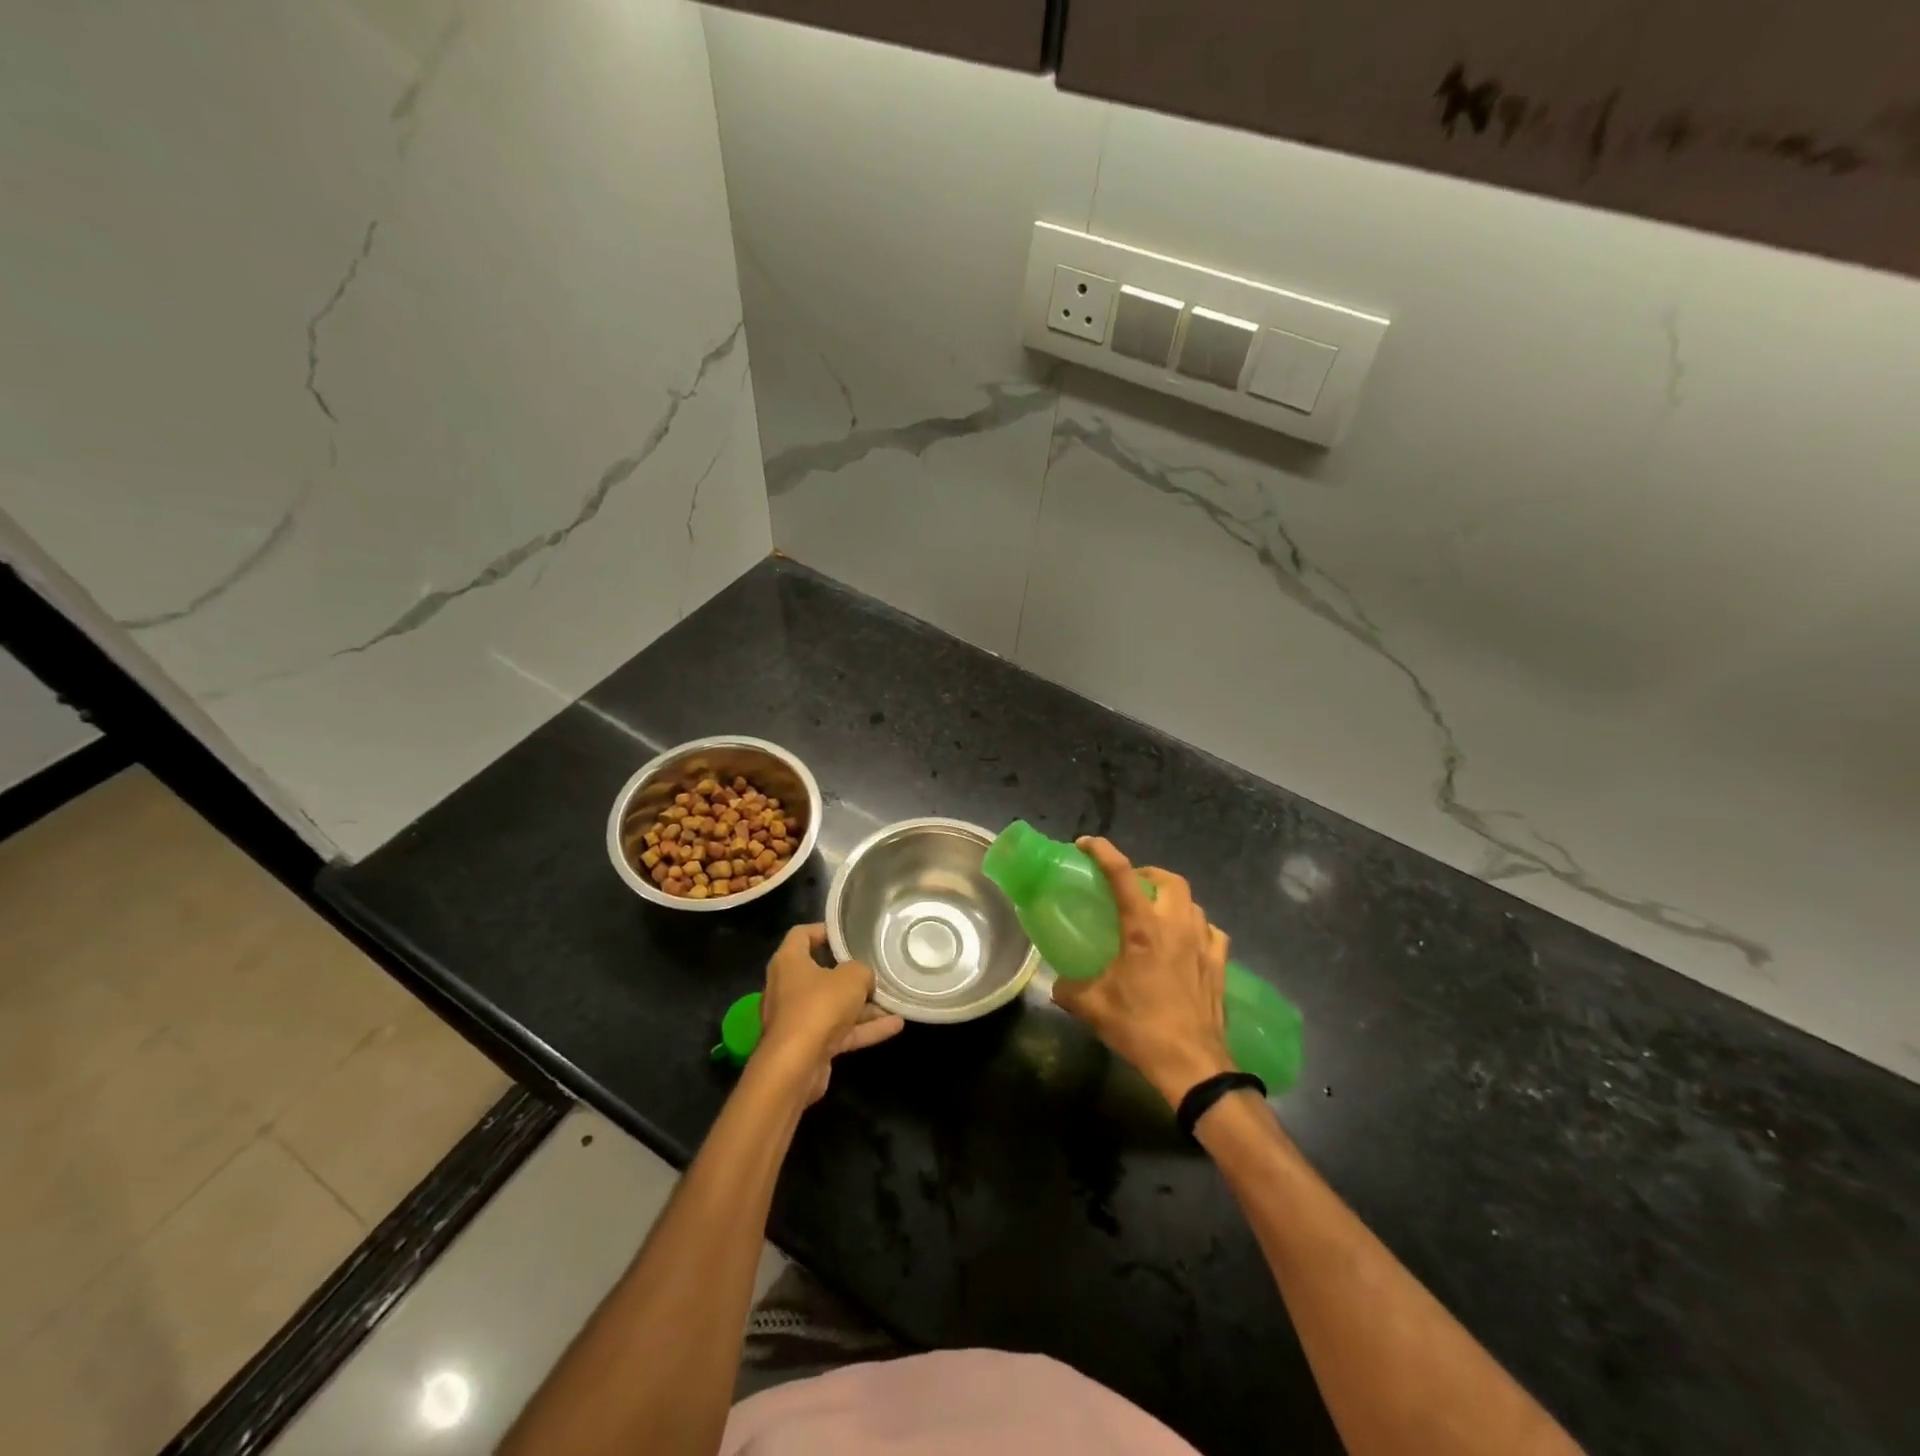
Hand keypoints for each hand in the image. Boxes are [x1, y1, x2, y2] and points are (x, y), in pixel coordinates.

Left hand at [758, 924, 903, 1103]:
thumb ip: (862, 971)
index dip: (824, 930)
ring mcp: (797, 1018)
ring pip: (834, 1005)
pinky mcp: (808, 1045)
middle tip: (874, 968)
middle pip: (820, 972)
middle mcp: (788, 987)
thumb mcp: (852, 978)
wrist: (795, 1067)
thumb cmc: (819, 1006)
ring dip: (863, 1005)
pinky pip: (840, 1031)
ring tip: (893, 1000)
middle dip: (849, 973)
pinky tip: (895, 1025)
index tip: (848, 934)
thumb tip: (864, 979)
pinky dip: (864, 1028)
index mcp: (789, 962)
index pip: (801, 934)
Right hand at [1051, 837, 1234, 1106]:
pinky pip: (1211, 931)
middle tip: (1129, 885)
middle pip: (1168, 879)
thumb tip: (1057, 982)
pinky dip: (1197, 926)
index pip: (1122, 875)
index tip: (1086, 843)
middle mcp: (1176, 926)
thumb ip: (1069, 988)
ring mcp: (1203, 944)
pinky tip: (1187, 941)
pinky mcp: (1220, 965)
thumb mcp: (1093, 1007)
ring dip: (1172, 899)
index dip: (1103, 852)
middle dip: (1147, 873)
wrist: (1191, 1064)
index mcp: (1143, 929)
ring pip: (1192, 902)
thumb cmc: (1140, 1028)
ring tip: (1155, 913)